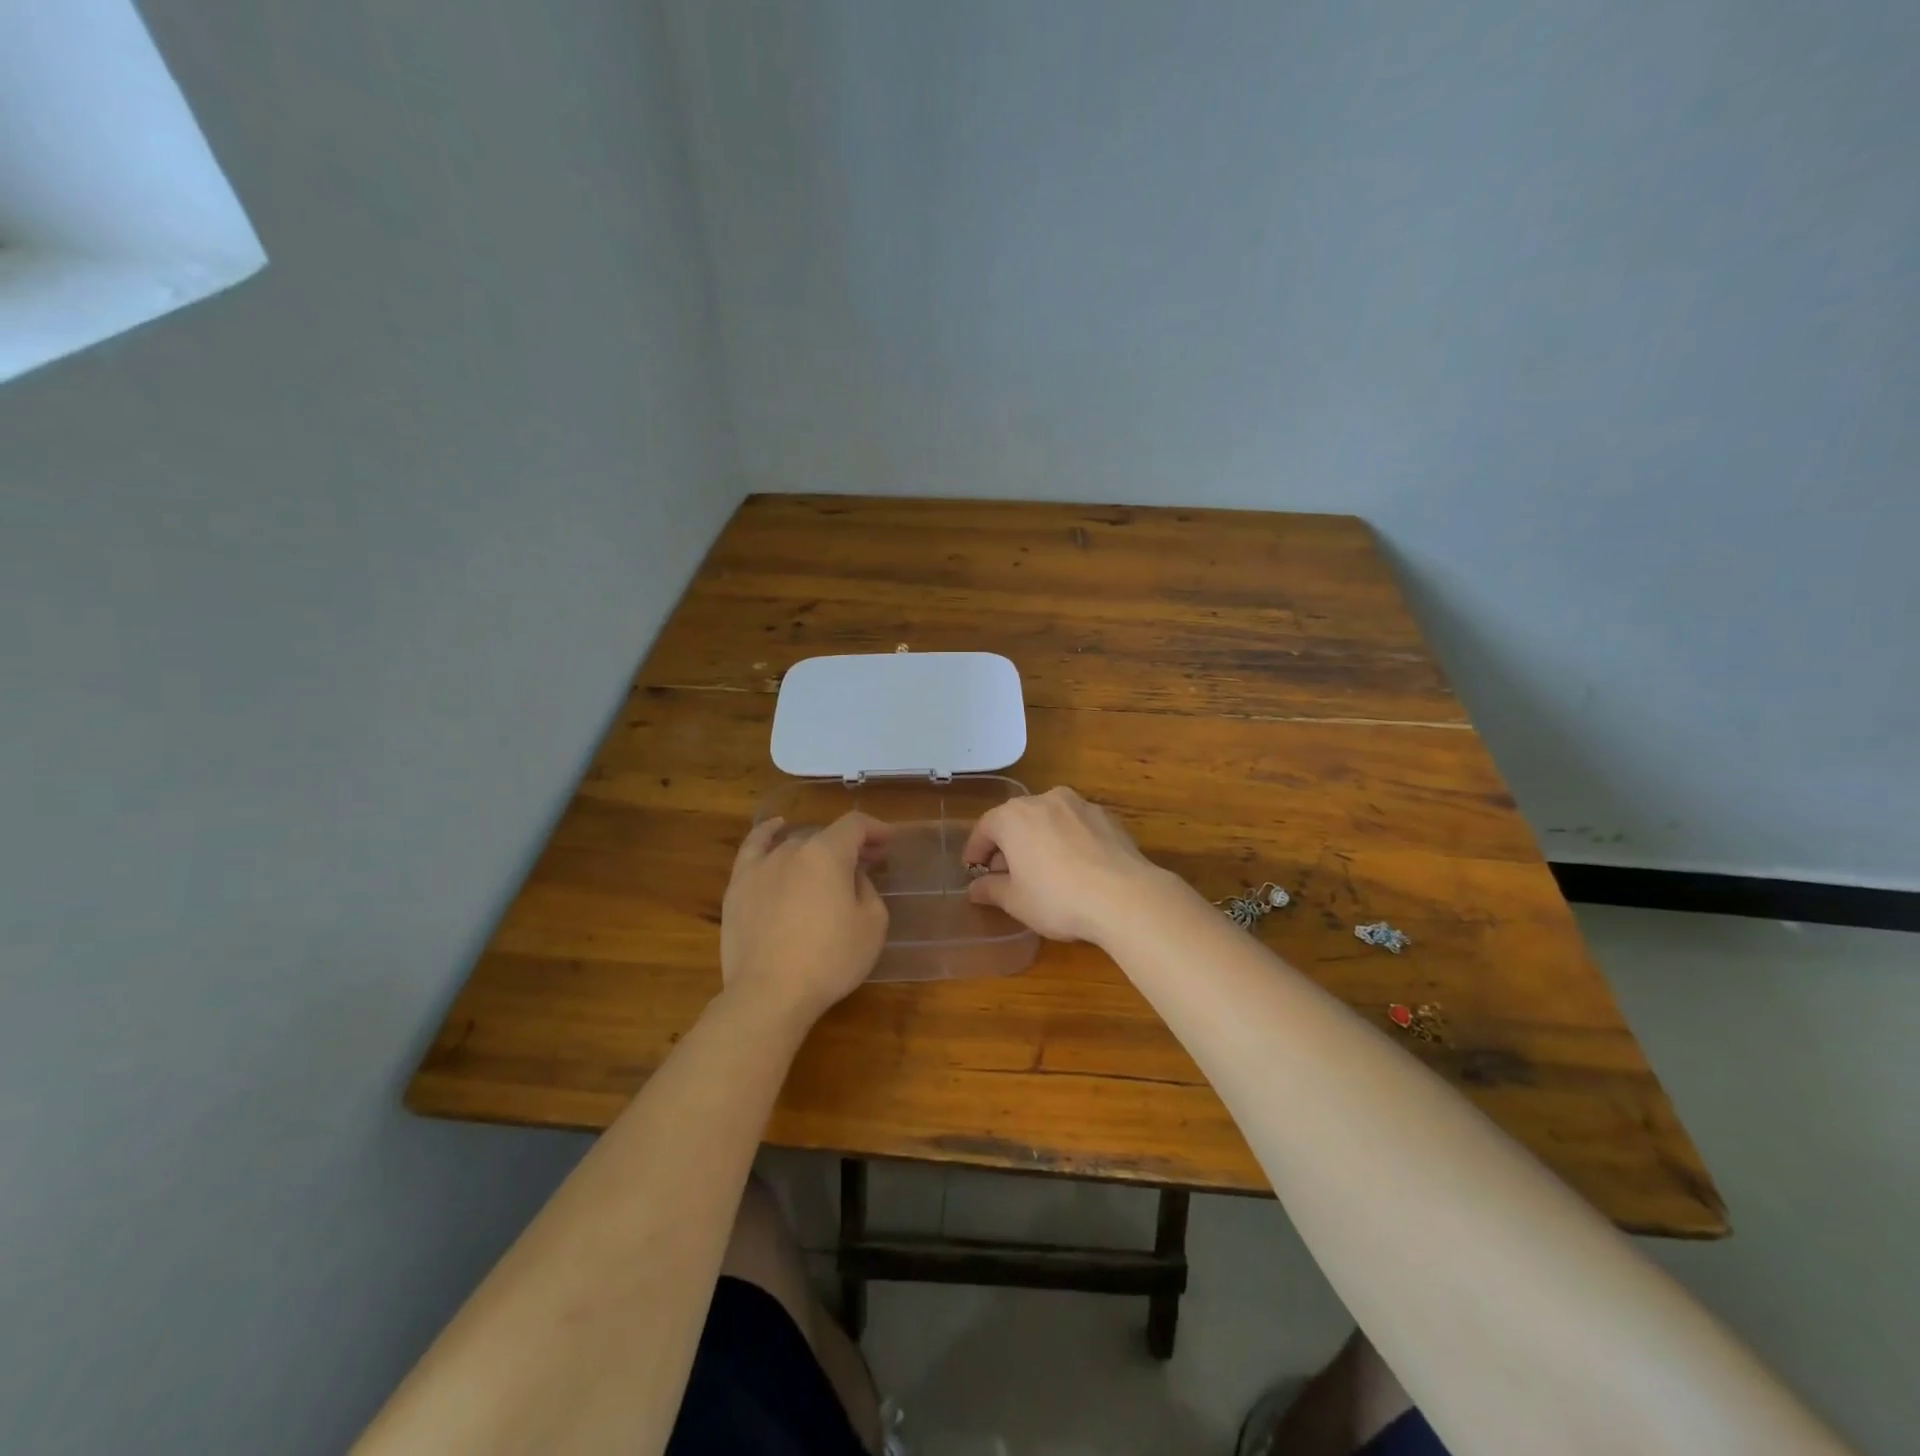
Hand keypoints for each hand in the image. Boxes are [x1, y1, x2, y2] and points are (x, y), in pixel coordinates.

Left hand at [721, 812, 893, 1023]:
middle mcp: (792, 849)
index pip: (855, 825)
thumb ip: (868, 890)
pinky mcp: (738, 887)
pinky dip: (767, 833)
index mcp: (827, 854)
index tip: (890, 842)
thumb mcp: (872, 925)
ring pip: (795, 845)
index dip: (876, 829)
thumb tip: (852, 879)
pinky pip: (753, 848)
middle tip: (867, 863)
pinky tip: (776, 828)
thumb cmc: (830, 960)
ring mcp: (761, 866)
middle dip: (850, 845)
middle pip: (826, 836)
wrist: (770, 994)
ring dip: (817, 849)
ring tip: (828, 863)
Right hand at [962, 787, 1179, 944]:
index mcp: (1013, 816)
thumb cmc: (1057, 898)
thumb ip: (991, 890)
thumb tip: (975, 888)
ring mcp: (1079, 804)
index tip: (973, 870)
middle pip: (1016, 820)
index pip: (984, 828)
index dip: (975, 851)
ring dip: (1039, 839)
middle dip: (1008, 844)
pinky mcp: (1107, 816)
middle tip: (1006, 874)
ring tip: (1042, 868)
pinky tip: (1075, 866)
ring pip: (1048, 819)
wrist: (1124, 896)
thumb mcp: (1016, 901)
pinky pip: (1076, 826)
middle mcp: (1044, 799)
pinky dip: (1068, 840)